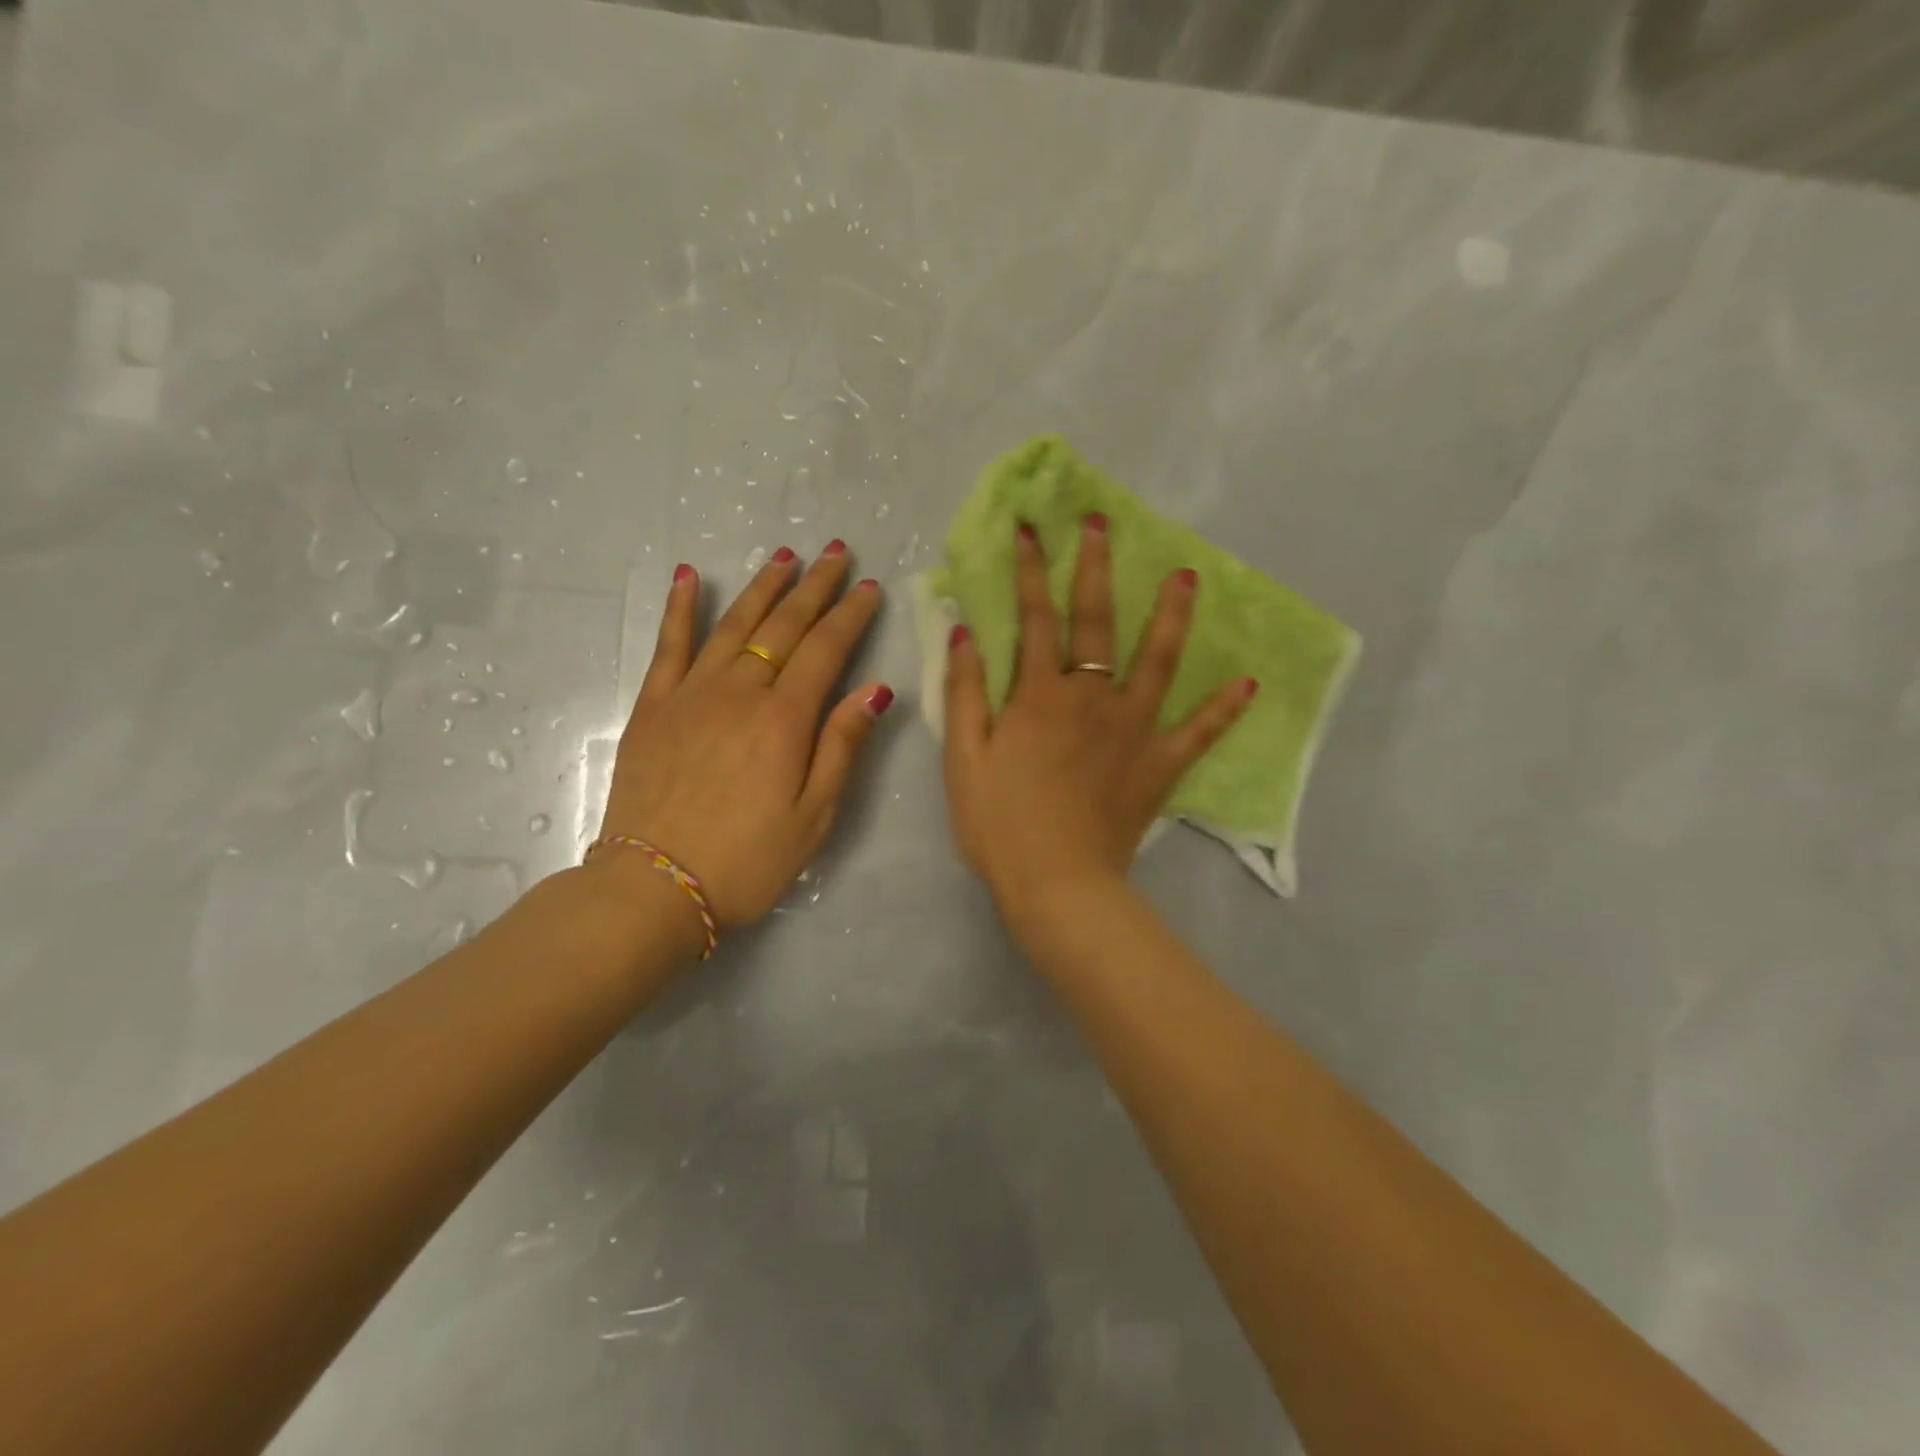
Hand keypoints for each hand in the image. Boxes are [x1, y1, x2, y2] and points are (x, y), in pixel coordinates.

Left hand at [597, 542, 892, 930]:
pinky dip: (680, 608)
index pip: (826, 650)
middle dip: (814, 586)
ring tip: (784, 554)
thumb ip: (842, 746)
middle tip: (836, 552)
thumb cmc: (747, 860)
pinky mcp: (654, 706)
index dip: (851, 616)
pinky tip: (689, 576)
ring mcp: (691, 694)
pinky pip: (669, 645)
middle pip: (783, 625)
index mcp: (785, 719)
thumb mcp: (814, 815)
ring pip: (732, 623)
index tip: (869, 587)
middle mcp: (740, 691)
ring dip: (762, 586)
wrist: (654, 887)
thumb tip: (874, 690)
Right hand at [941, 514, 1254, 918]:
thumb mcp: (963, 759)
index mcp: (1040, 695)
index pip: (1034, 618)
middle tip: (1104, 525)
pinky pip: (1199, 733)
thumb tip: (966, 634)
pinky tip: (1248, 683)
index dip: (1029, 572)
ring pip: (1158, 661)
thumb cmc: (999, 824)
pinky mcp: (1160, 765)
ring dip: (1170, 616)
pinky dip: (1223, 709)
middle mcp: (1091, 698)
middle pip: (1096, 622)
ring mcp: (1133, 729)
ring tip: (1186, 577)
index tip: (1030, 530)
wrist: (1056, 884)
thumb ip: (964, 693)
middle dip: (1096, 569)